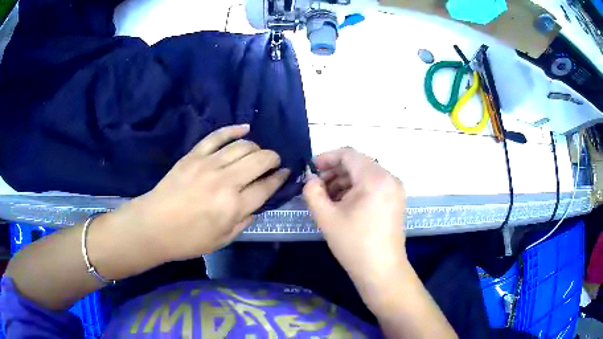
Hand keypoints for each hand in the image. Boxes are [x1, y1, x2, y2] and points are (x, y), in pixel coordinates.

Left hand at [118, 124, 289, 261]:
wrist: (154, 225)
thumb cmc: (189, 239)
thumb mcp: (223, 240)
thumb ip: (245, 220)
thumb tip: (258, 203)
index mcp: (234, 206)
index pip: (266, 187)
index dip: (280, 179)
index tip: (285, 174)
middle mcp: (226, 181)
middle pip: (259, 160)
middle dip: (273, 159)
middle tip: (274, 163)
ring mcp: (209, 164)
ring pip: (243, 145)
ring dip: (257, 147)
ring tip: (257, 153)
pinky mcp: (194, 155)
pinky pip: (217, 136)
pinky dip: (233, 129)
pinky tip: (245, 128)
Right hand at [303, 147, 406, 283]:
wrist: (381, 270)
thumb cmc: (354, 244)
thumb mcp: (326, 217)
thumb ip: (313, 192)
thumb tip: (311, 180)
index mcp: (375, 178)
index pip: (349, 154)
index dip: (327, 157)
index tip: (311, 169)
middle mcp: (389, 178)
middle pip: (358, 163)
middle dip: (335, 172)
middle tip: (317, 186)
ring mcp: (395, 190)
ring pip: (365, 174)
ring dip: (345, 181)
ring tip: (328, 198)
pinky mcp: (396, 200)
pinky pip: (373, 185)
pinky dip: (357, 189)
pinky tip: (343, 204)